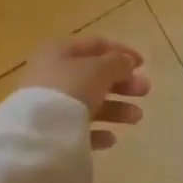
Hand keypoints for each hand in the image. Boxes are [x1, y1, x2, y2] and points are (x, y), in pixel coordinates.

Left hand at [20, 37, 150, 148]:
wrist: (37, 133)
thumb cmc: (70, 88)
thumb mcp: (100, 69)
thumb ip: (118, 63)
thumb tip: (126, 63)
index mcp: (60, 51)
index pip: (96, 45)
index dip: (121, 51)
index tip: (144, 64)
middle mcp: (53, 74)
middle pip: (94, 75)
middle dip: (123, 83)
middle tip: (145, 91)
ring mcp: (49, 104)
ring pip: (89, 102)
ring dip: (116, 108)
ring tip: (136, 117)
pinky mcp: (49, 131)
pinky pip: (78, 128)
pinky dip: (97, 130)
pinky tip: (111, 138)